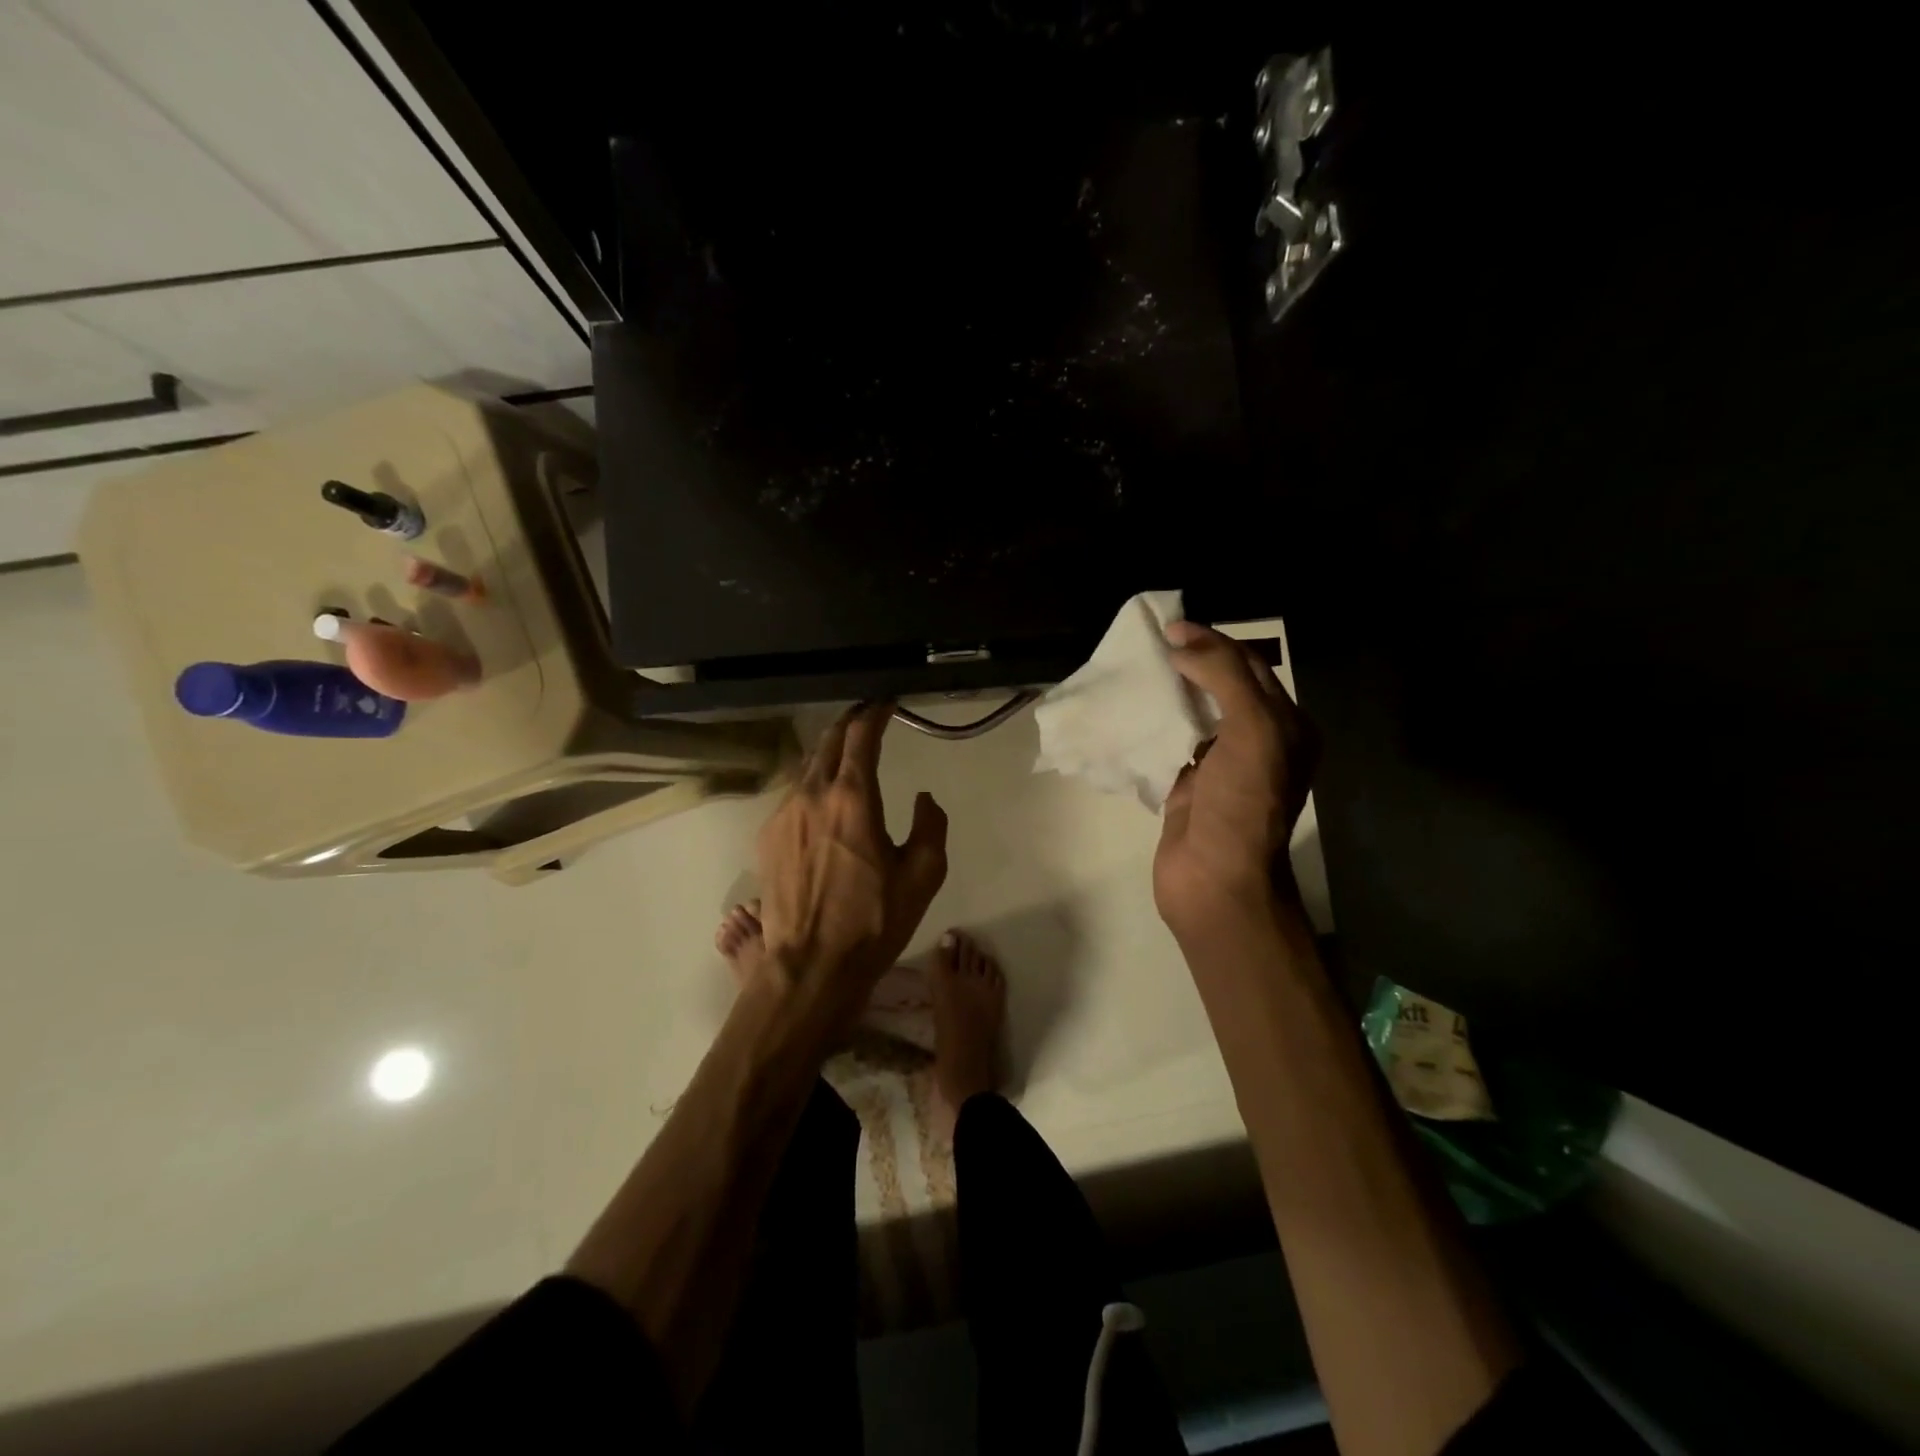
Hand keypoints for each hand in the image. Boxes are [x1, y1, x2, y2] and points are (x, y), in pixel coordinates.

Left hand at [755, 703, 948, 1025]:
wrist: (811, 966)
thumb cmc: (873, 921)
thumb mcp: (923, 875)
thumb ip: (930, 825)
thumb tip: (923, 798)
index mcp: (852, 797)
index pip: (861, 735)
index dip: (875, 712)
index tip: (886, 702)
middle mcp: (812, 795)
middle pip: (829, 740)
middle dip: (850, 723)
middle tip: (869, 717)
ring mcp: (783, 814)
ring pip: (808, 767)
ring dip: (830, 753)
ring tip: (848, 755)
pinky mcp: (767, 837)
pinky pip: (794, 795)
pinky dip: (813, 785)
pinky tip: (824, 802)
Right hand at [1154, 623, 1317, 941]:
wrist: (1217, 880)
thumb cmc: (1244, 805)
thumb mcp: (1253, 731)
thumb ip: (1225, 679)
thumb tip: (1183, 643)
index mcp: (1286, 725)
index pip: (1250, 667)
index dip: (1213, 642)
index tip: (1170, 628)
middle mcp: (1258, 741)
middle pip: (1222, 687)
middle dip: (1191, 663)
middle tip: (1151, 644)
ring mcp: (1221, 766)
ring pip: (1194, 714)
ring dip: (1169, 693)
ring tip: (1135, 671)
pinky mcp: (1188, 786)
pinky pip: (1169, 744)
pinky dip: (1151, 726)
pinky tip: (1128, 712)